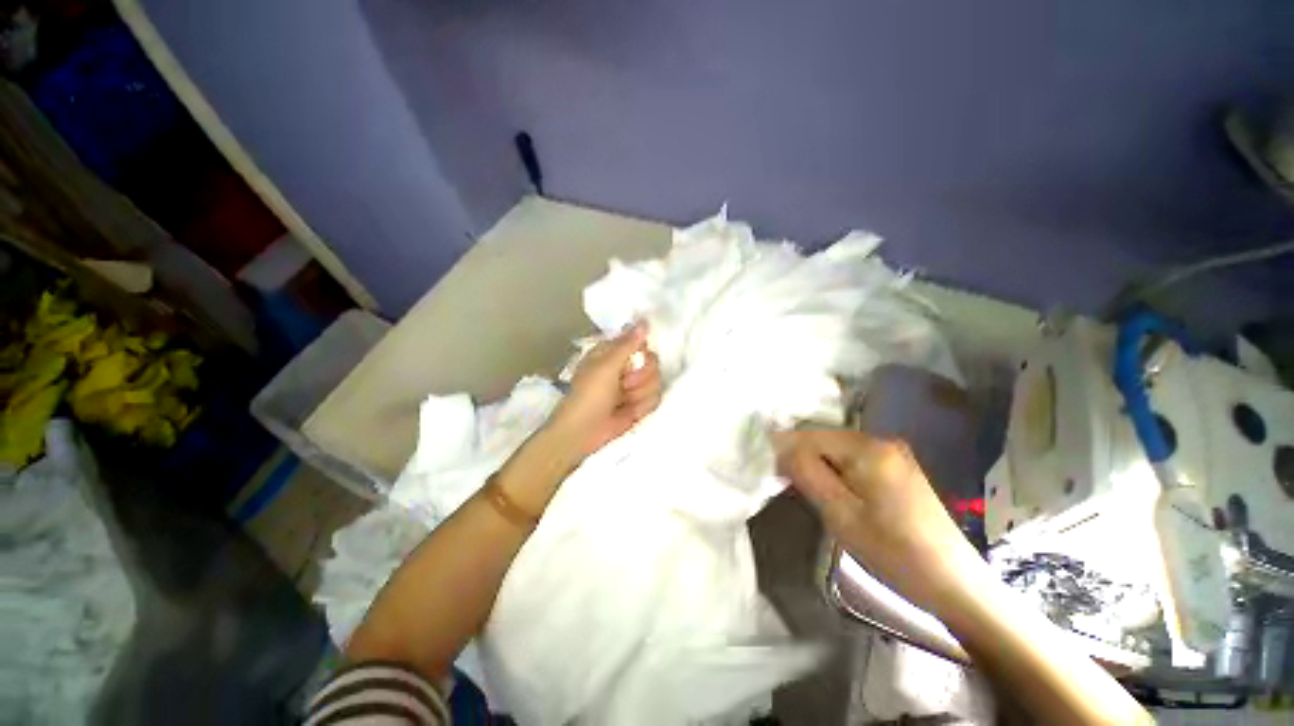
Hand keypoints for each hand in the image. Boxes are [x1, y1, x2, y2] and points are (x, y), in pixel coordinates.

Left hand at [546, 323, 661, 459]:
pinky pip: (655, 399)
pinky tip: (629, 413)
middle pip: (653, 362)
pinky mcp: (639, 404)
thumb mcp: (606, 366)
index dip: (642, 350)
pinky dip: (642, 407)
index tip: (639, 357)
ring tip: (623, 401)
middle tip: (624, 384)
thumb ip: (628, 344)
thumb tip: (644, 320)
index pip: (640, 341)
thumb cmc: (589, 395)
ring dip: (639, 393)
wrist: (583, 433)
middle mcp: (625, 367)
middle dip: (641, 376)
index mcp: (612, 352)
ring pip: (656, 381)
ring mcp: (633, 387)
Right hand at [774, 429, 980, 615]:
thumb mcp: (841, 514)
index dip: (786, 450)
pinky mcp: (898, 467)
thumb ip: (807, 474)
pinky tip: (838, 495)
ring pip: (837, 451)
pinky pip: (854, 460)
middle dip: (804, 459)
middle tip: (792, 488)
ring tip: (814, 495)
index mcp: (867, 448)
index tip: (772, 473)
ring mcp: (892, 453)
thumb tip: (780, 446)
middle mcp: (880, 440)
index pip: (809, 435)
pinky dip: (838, 473)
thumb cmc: (893, 551)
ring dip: (820, 467)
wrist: (954, 582)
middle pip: (824, 440)